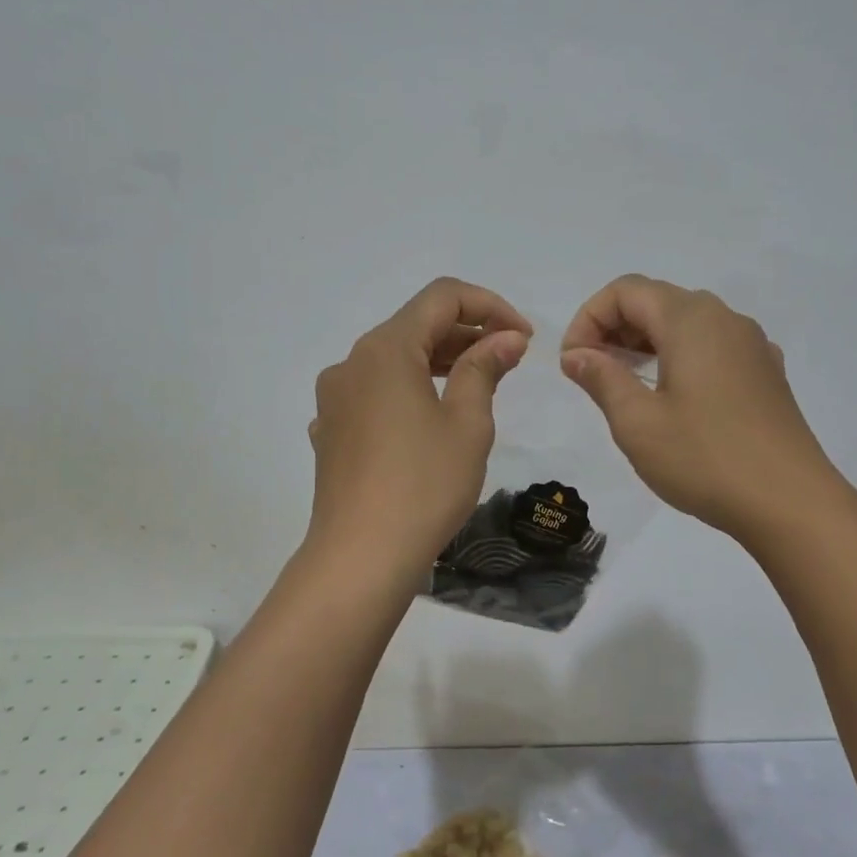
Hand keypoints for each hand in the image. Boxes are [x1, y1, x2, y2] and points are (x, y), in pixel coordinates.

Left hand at [305, 278, 531, 594]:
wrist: (360, 558)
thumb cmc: (424, 485)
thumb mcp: (467, 423)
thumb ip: (485, 368)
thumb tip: (506, 338)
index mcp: (385, 349)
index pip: (442, 298)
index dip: (490, 306)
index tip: (524, 337)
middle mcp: (352, 362)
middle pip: (415, 325)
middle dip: (467, 333)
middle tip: (511, 358)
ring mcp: (335, 397)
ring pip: (395, 359)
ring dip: (441, 361)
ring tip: (482, 382)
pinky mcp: (332, 429)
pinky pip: (377, 391)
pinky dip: (411, 389)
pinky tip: (434, 418)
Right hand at [560, 275, 834, 543]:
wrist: (792, 503)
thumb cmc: (705, 459)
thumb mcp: (637, 422)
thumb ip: (602, 378)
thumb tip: (577, 354)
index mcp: (690, 320)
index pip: (626, 290)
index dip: (589, 318)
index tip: (573, 363)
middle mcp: (724, 319)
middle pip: (657, 300)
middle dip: (615, 328)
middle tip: (592, 373)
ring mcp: (752, 345)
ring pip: (687, 322)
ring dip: (646, 342)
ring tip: (625, 384)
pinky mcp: (766, 372)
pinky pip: (713, 346)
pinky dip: (680, 356)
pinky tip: (675, 397)